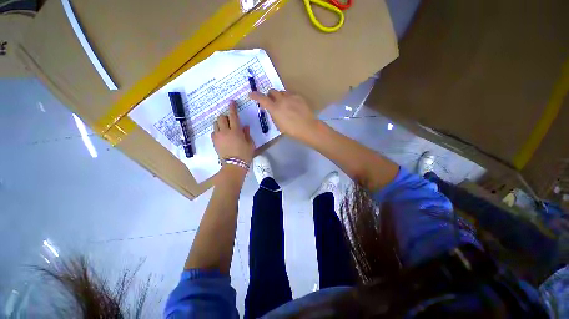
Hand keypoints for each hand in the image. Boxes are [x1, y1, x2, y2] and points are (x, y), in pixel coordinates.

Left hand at [212, 102, 254, 163]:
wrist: (234, 165)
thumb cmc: (245, 154)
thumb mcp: (250, 143)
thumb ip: (247, 133)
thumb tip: (244, 126)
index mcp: (236, 131)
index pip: (233, 116)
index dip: (232, 108)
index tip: (231, 102)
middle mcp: (225, 131)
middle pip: (221, 117)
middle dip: (225, 117)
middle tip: (230, 121)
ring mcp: (218, 136)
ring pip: (215, 124)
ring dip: (220, 123)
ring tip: (225, 128)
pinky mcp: (214, 142)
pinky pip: (214, 132)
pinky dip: (217, 131)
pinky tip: (222, 135)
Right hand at [250, 89, 318, 140]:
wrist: (307, 127)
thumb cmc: (292, 130)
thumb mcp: (279, 125)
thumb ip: (274, 115)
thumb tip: (272, 110)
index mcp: (275, 109)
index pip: (261, 99)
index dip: (255, 96)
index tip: (251, 94)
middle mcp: (281, 100)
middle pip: (272, 91)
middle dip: (270, 96)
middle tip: (272, 102)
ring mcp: (291, 97)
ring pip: (281, 92)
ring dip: (279, 97)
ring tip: (284, 104)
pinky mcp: (298, 96)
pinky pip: (290, 94)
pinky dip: (288, 99)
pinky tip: (293, 106)